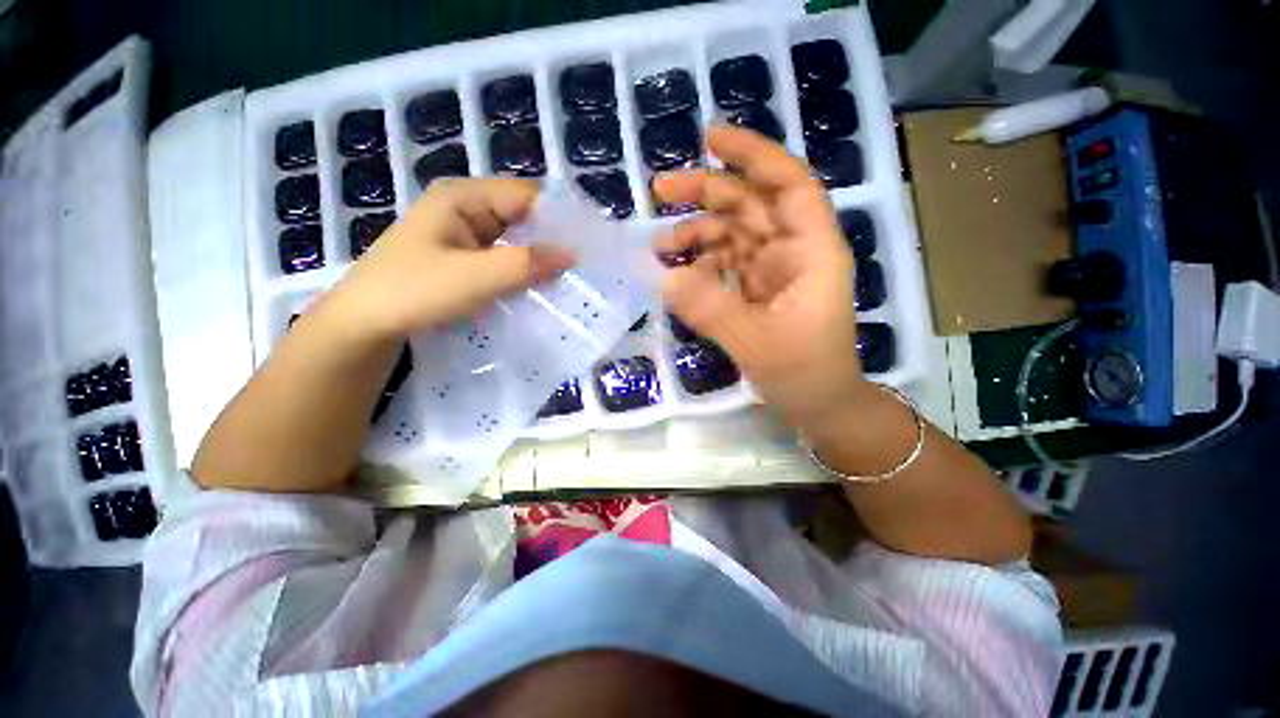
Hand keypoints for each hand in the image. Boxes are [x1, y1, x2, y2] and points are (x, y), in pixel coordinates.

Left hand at [327, 178, 575, 341]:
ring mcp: (465, 235)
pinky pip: (504, 258)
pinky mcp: (465, 259)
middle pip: (522, 217)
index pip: (527, 196)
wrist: (365, 324)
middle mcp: (466, 209)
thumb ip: (526, 264)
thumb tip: (573, 255)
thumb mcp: (475, 277)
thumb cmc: (414, 291)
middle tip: (583, 268)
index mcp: (464, 197)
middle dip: (551, 241)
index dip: (559, 218)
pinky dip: (522, 271)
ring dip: (538, 259)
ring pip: (515, 240)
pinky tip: (540, 287)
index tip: (588, 246)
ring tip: (570, 279)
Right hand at [654, 125, 868, 427]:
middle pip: (751, 204)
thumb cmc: (804, 373)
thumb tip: (661, 276)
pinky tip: (678, 273)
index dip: (754, 154)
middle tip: (660, 189)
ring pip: (733, 233)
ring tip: (660, 245)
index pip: (788, 185)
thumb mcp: (755, 343)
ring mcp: (773, 270)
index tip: (709, 138)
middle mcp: (793, 251)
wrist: (819, 404)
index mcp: (811, 251)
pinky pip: (725, 263)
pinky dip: (700, 263)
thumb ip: (708, 308)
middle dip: (707, 191)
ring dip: (697, 233)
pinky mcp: (757, 288)